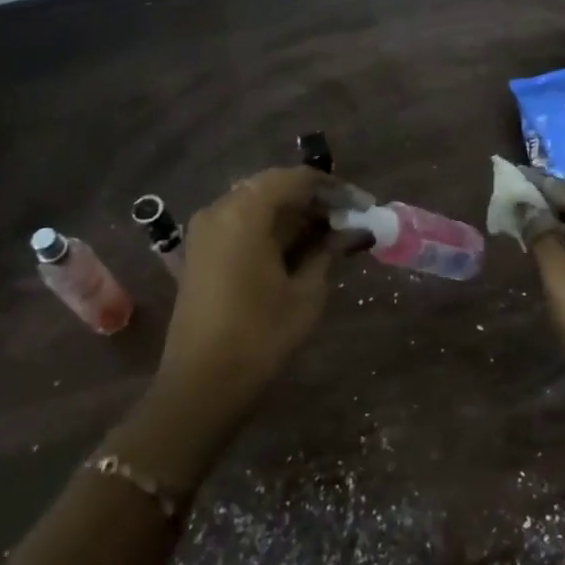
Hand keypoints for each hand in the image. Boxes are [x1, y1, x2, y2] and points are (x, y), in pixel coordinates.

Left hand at [157, 166, 355, 418]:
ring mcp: (205, 230)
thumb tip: (352, 228)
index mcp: (245, 212)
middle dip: (314, 200)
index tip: (364, 204)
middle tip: (349, 219)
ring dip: (293, 214)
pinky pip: (241, 223)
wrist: (201, 385)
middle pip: (274, 187)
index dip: (334, 188)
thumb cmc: (260, 336)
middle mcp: (219, 209)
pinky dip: (271, 228)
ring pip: (257, 204)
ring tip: (330, 234)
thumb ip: (327, 250)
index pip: (296, 179)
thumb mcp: (306, 292)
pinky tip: (298, 247)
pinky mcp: (200, 251)